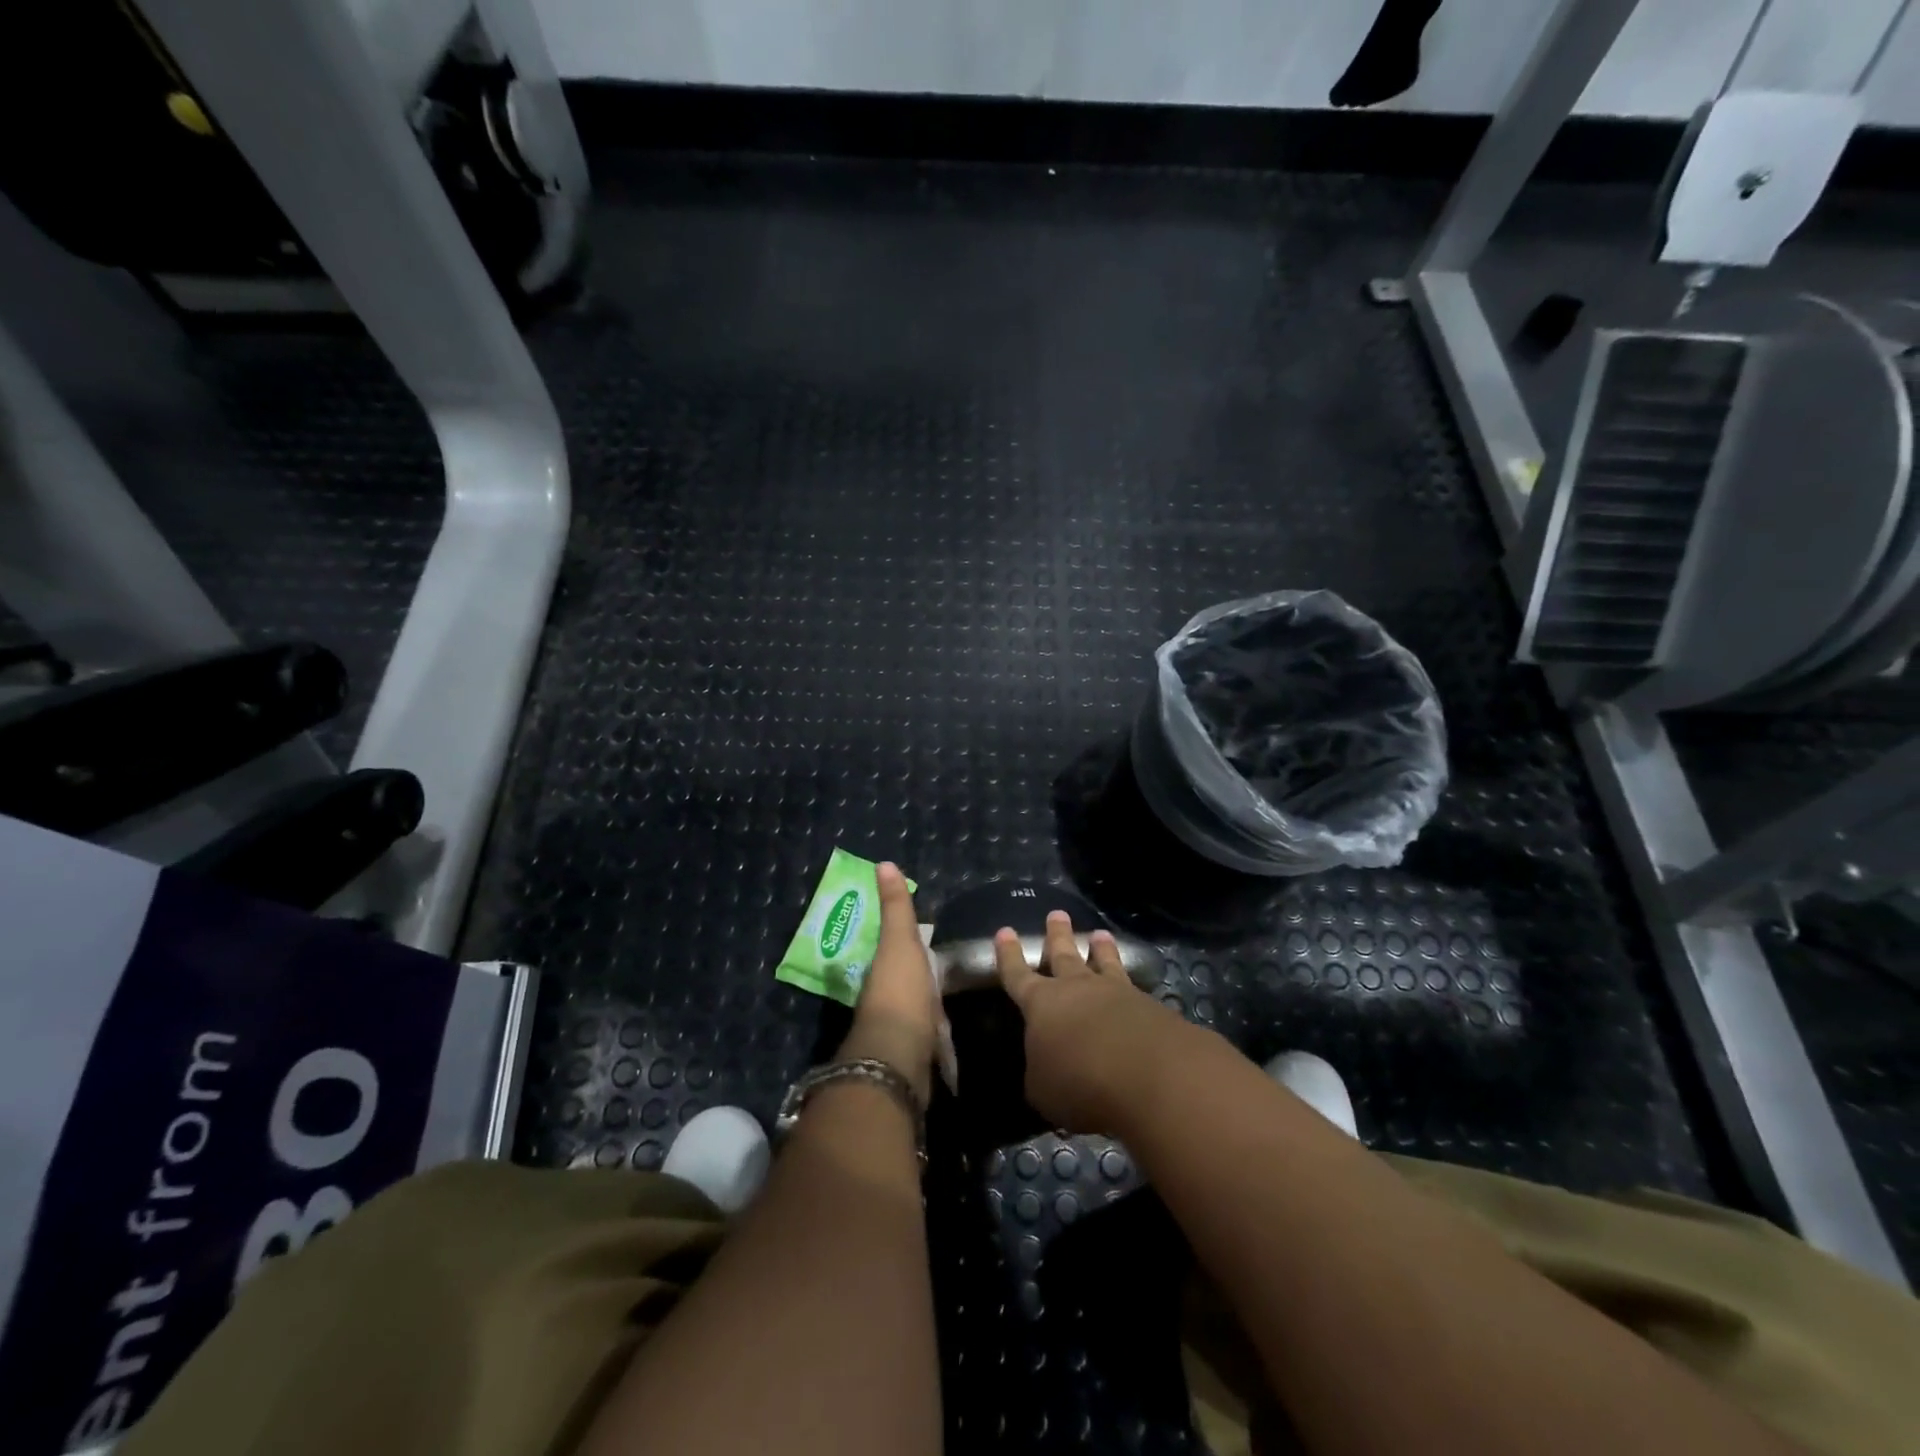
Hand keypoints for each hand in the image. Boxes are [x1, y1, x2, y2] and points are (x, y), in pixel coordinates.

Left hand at [841, 862, 946, 1105]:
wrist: (901, 1057)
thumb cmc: (900, 992)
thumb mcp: (899, 942)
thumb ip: (895, 908)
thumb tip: (883, 863)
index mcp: (883, 970)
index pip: (894, 950)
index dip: (905, 940)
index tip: (923, 933)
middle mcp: (887, 998)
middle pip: (905, 980)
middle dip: (919, 974)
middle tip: (944, 965)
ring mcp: (902, 1029)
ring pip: (918, 1009)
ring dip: (930, 1006)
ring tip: (954, 997)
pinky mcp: (920, 1055)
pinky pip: (931, 1038)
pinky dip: (940, 1037)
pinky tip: (956, 1037)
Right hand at [994, 910, 1194, 1135]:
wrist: (1148, 1073)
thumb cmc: (1079, 1080)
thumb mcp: (1043, 1089)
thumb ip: (1041, 1072)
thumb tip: (1046, 1067)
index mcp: (1041, 1003)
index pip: (1017, 974)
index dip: (1009, 955)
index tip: (1005, 931)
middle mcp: (1077, 988)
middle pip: (1064, 955)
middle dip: (1057, 935)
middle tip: (1057, 914)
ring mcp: (1116, 993)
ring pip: (1104, 962)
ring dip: (1101, 949)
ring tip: (1100, 934)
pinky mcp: (1149, 1006)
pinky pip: (1133, 987)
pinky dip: (1130, 982)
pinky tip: (1135, 986)